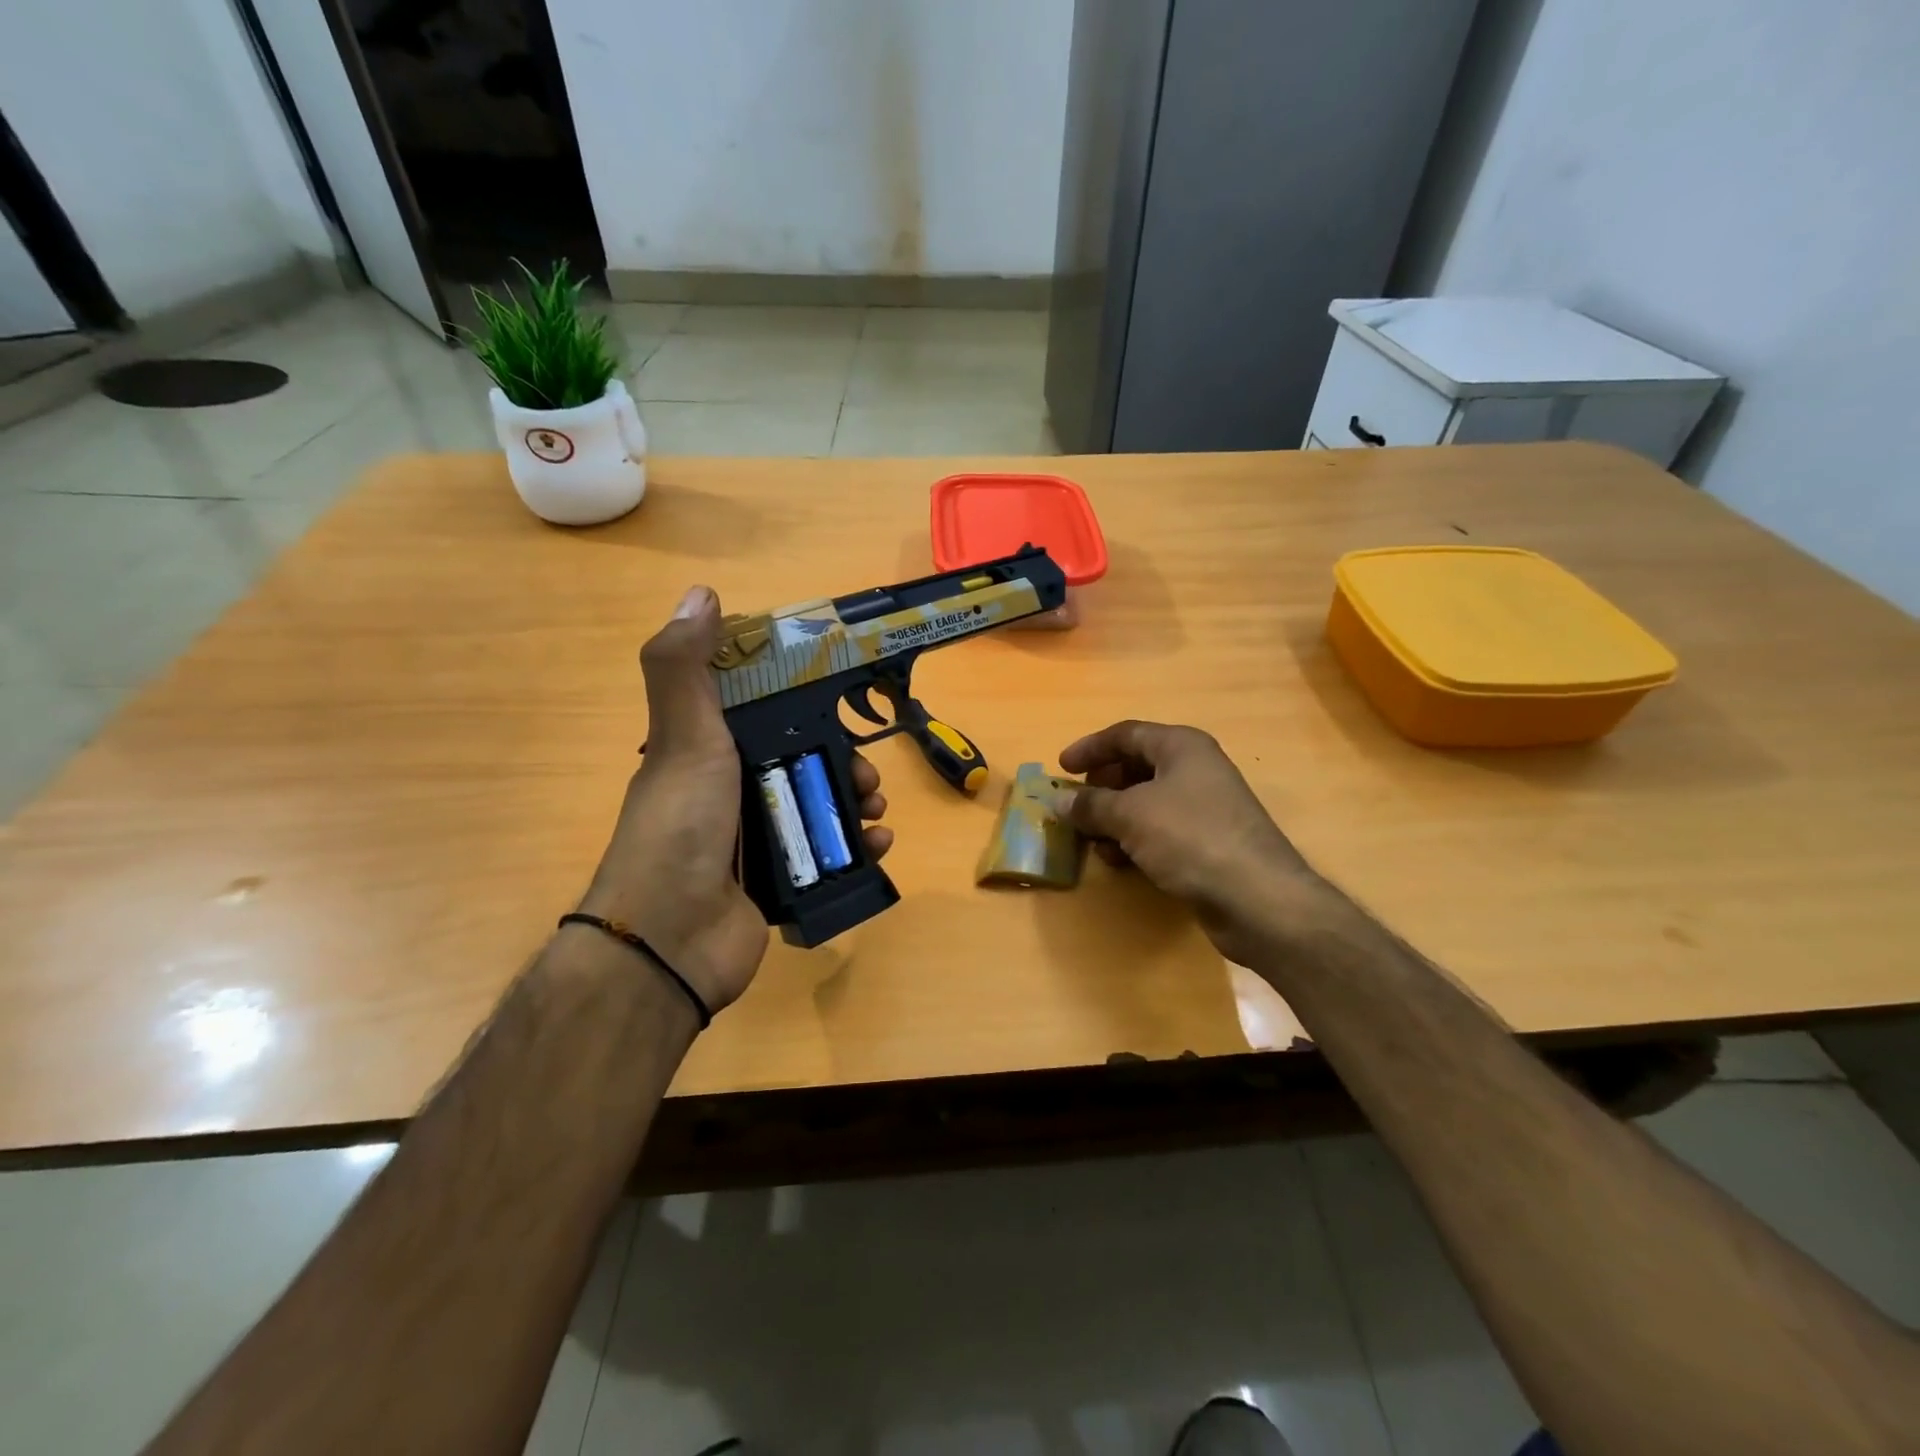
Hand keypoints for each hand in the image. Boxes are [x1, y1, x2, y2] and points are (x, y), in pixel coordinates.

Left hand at [579, 586, 892, 1012]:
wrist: (671, 941)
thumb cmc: (681, 827)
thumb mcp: (683, 738)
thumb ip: (685, 668)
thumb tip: (701, 593)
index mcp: (705, 753)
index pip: (762, 713)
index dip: (802, 702)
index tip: (840, 699)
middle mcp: (730, 792)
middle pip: (803, 761)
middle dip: (844, 760)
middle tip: (868, 774)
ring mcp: (755, 840)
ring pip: (820, 806)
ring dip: (858, 802)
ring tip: (877, 810)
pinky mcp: (779, 883)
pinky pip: (829, 855)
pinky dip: (858, 847)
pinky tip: (877, 844)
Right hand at [1059, 720, 1321, 964]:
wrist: (1257, 898)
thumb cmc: (1190, 838)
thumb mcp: (1130, 815)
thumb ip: (1091, 805)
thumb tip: (1058, 801)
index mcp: (1181, 747)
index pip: (1126, 734)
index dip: (1090, 748)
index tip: (1061, 768)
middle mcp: (1195, 769)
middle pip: (1136, 766)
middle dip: (1101, 786)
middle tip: (1076, 806)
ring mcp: (1204, 807)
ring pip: (1146, 802)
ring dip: (1114, 818)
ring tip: (1092, 839)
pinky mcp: (1207, 842)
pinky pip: (1160, 830)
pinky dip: (1134, 840)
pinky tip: (1119, 861)